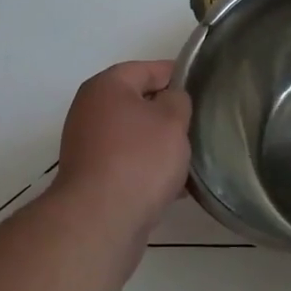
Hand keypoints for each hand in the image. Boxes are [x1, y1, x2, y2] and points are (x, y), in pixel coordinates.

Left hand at [54, 60, 193, 241]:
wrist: (100, 221)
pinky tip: (175, 187)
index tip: (203, 88)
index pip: (147, 69)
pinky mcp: (92, 177)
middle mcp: (90, 110)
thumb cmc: (139, 159)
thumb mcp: (172, 120)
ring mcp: (87, 145)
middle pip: (138, 102)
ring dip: (160, 145)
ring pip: (134, 136)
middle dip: (169, 114)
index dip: (177, 75)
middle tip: (198, 125)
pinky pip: (127, 163)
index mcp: (106, 86)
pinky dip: (148, 169)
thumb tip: (170, 100)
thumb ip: (178, 100)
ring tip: (191, 159)